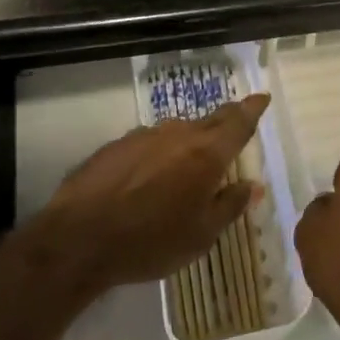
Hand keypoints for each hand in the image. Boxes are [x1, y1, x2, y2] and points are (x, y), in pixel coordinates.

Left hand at [41, 94, 269, 289]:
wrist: (78, 239)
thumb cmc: (150, 241)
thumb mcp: (201, 236)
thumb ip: (230, 206)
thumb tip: (253, 186)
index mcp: (207, 153)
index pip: (238, 122)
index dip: (252, 108)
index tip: (261, 97)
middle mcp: (179, 134)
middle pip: (210, 120)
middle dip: (225, 120)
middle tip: (234, 124)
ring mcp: (144, 136)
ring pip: (176, 133)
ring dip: (187, 144)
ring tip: (186, 166)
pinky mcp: (116, 145)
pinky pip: (148, 144)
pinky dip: (157, 155)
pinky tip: (147, 179)